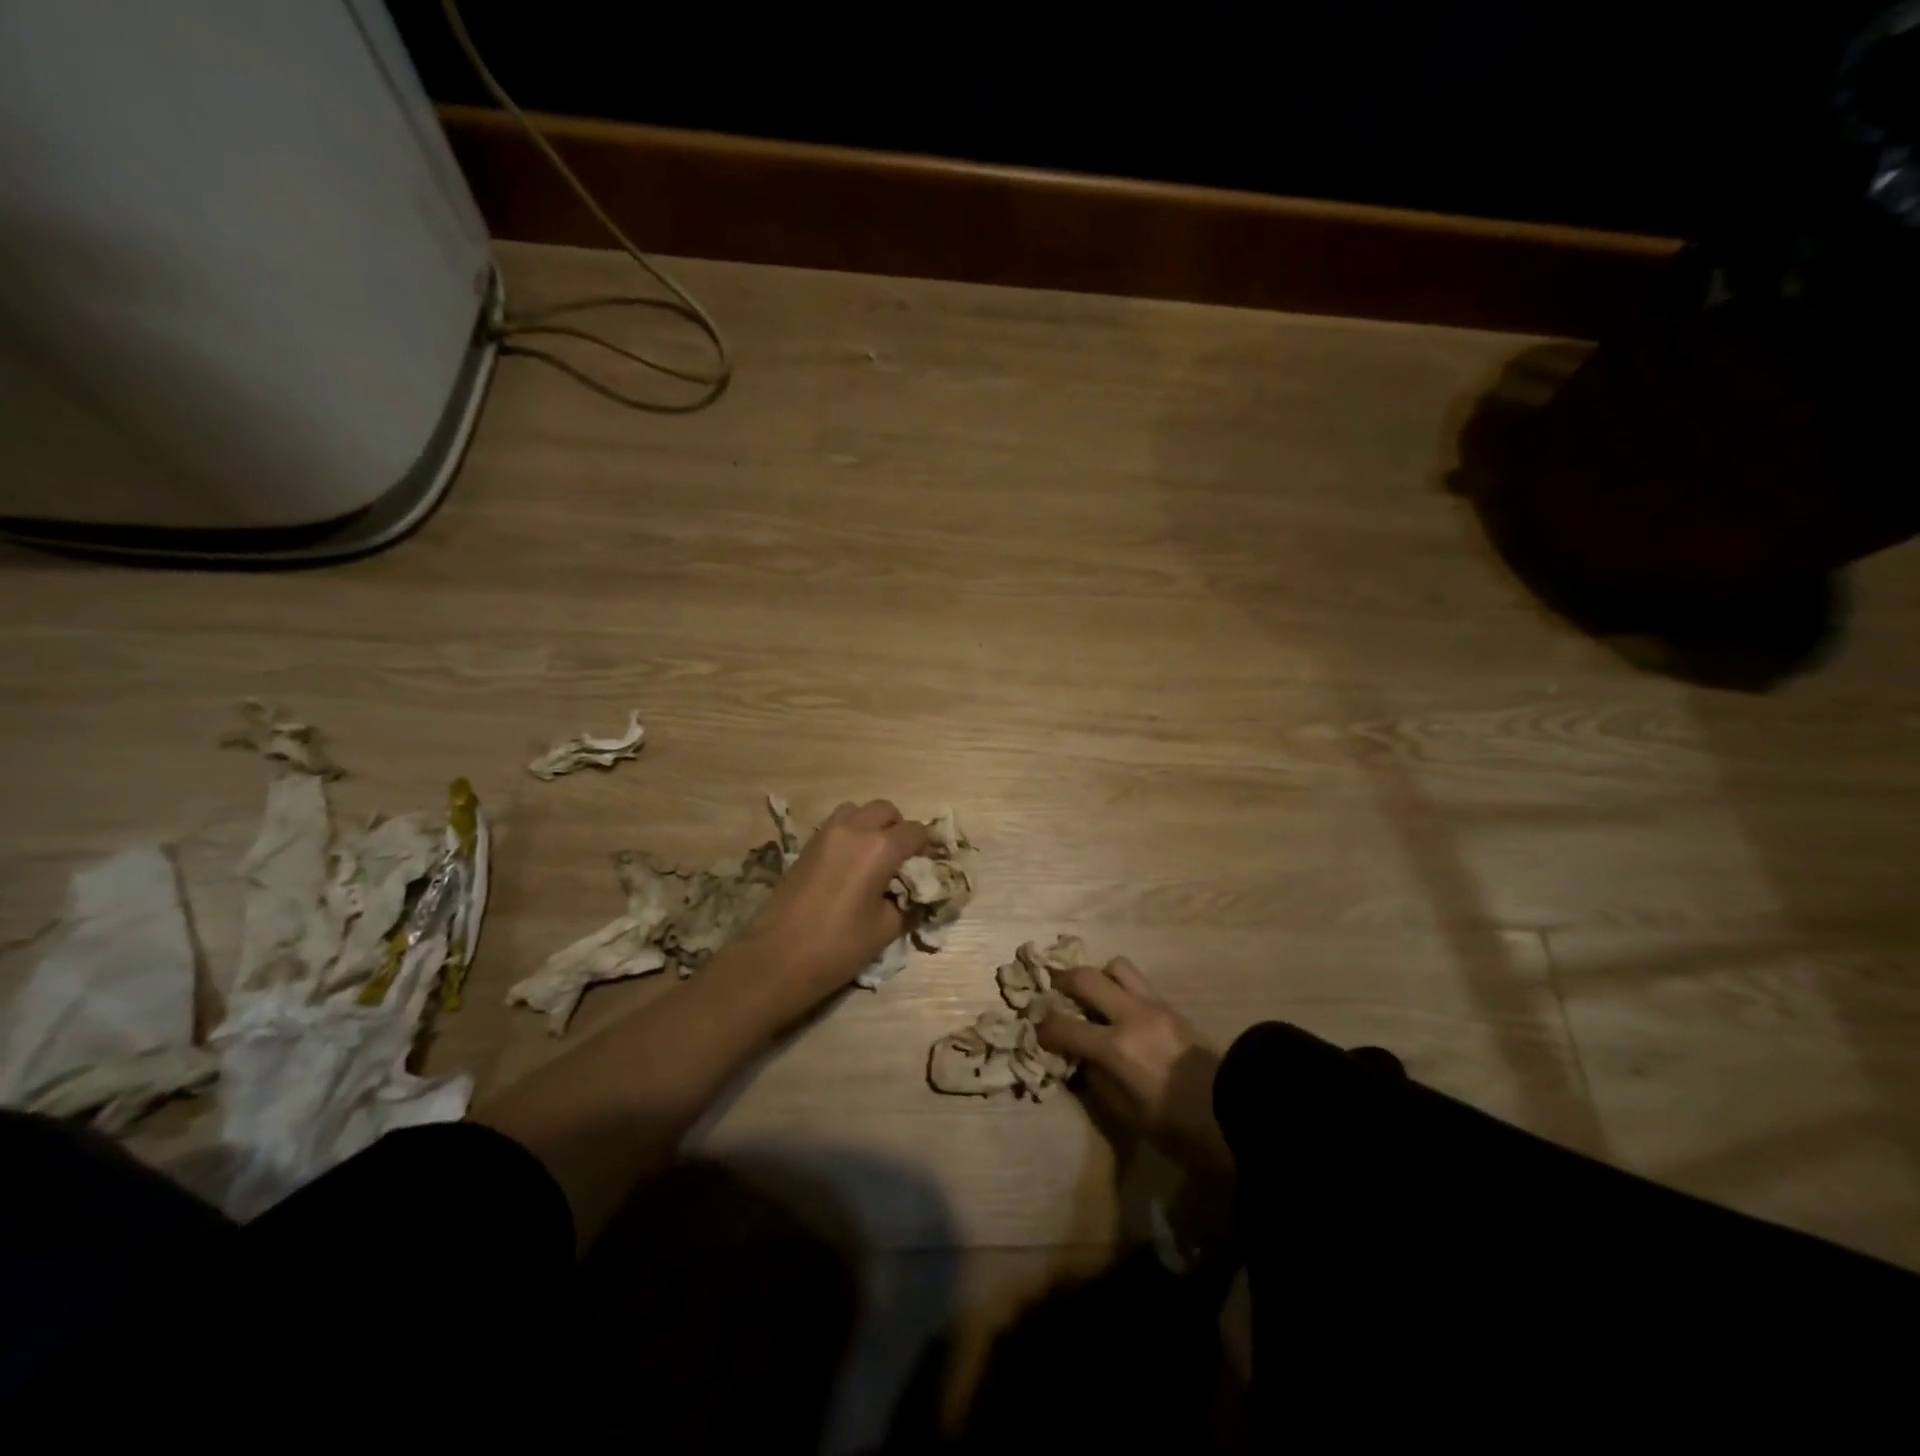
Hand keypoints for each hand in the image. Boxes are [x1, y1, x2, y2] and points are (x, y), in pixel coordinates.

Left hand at [734, 799, 928, 1004]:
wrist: (775, 958)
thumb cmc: (837, 947)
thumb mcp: (886, 928)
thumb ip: (908, 902)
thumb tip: (915, 892)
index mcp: (880, 848)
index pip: (916, 831)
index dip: (929, 846)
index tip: (931, 865)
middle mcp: (854, 829)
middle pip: (886, 811)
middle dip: (900, 829)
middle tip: (903, 860)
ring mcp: (826, 834)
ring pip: (858, 811)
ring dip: (872, 826)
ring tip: (875, 858)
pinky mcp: (806, 845)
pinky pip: (838, 825)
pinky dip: (851, 834)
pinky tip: (851, 866)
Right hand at [1037, 958, 1232, 1181]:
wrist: (1238, 1110)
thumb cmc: (1180, 1125)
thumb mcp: (1130, 1115)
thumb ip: (1099, 1081)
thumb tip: (1082, 1060)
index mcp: (1117, 1047)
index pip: (1063, 1026)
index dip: (1043, 1029)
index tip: (1035, 1032)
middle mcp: (1131, 1015)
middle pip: (1085, 977)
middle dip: (1062, 982)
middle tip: (1053, 994)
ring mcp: (1154, 1005)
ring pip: (1115, 966)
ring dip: (1098, 977)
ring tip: (1092, 997)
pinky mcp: (1171, 1005)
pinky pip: (1137, 982)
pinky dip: (1119, 987)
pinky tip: (1119, 1009)